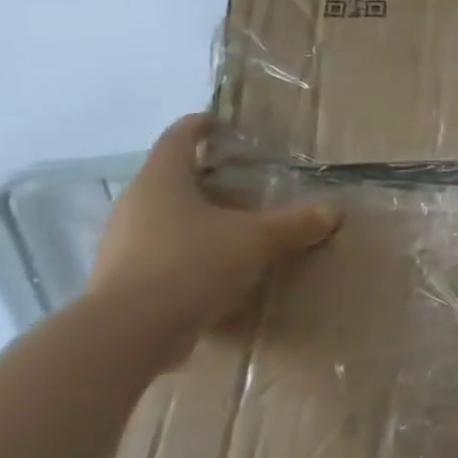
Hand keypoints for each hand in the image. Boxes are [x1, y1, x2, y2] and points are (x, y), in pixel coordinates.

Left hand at [86, 115, 340, 337]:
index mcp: (162, 181)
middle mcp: (136, 205)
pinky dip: (189, 252)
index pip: (179, 137)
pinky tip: (218, 268)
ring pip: (166, 217)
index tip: (221, 124)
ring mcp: (123, 244)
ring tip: (237, 227)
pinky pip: (161, 253)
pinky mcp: (124, 280)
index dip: (201, 126)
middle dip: (207, 178)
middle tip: (245, 181)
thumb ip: (296, 223)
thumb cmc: (191, 263)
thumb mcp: (257, 240)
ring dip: (199, 217)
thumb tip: (334, 211)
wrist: (129, 333)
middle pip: (171, 178)